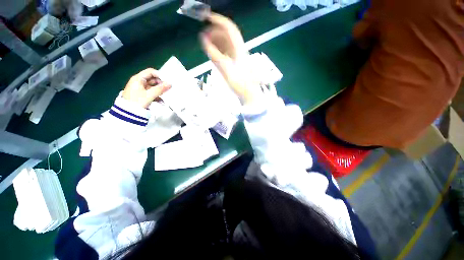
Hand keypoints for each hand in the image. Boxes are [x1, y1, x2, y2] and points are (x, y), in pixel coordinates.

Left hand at [122, 68, 170, 107]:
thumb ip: (160, 89)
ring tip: (165, 97)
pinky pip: (151, 93)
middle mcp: (139, 82)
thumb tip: (170, 84)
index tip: (167, 82)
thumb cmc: (137, 102)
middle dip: (161, 85)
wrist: (127, 114)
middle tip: (167, 90)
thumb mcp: (150, 95)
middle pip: (152, 80)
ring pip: (153, 87)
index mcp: (138, 79)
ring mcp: (140, 89)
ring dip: (159, 92)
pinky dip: (156, 96)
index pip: (151, 72)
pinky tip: (161, 102)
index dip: (159, 75)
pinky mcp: (142, 95)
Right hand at [200, 13, 260, 104]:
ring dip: (216, 41)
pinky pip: (227, 52)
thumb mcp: (226, 69)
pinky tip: (213, 53)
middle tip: (204, 36)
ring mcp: (238, 56)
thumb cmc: (239, 83)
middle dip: (215, 32)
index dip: (218, 20)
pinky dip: (219, 50)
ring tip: (207, 44)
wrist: (248, 93)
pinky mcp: (236, 63)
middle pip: (227, 35)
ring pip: (226, 44)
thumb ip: (214, 55)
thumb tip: (203, 40)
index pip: (229, 28)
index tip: (206, 17)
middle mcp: (239, 49)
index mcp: (239, 48)